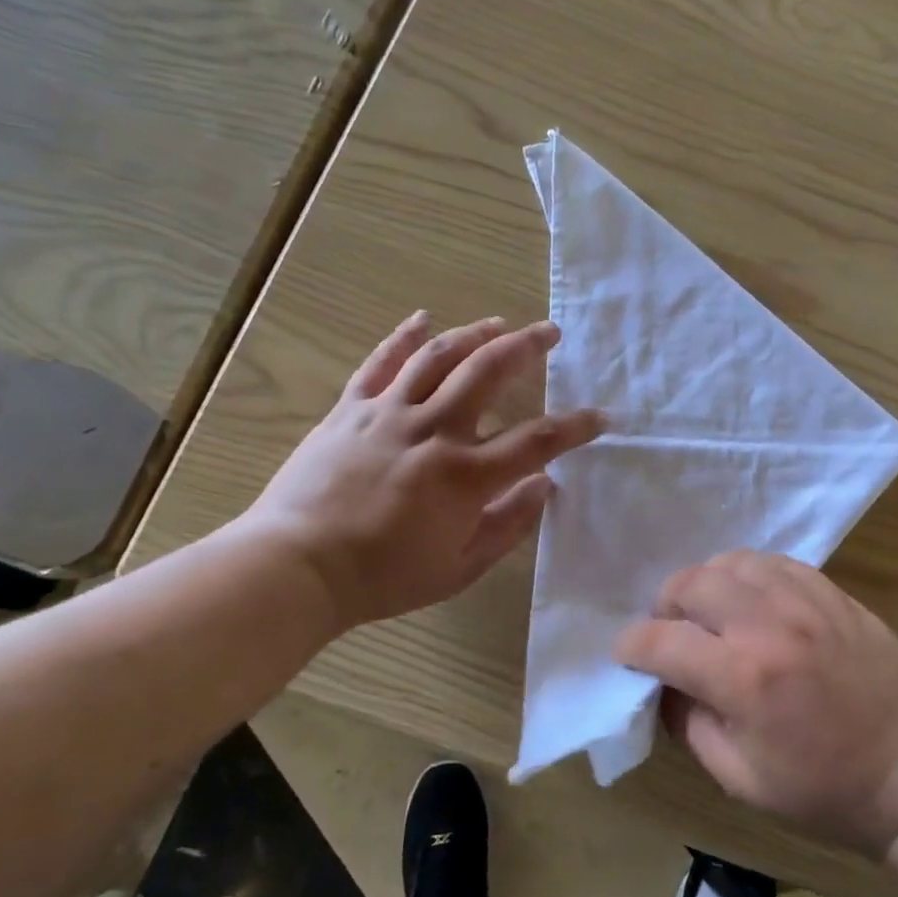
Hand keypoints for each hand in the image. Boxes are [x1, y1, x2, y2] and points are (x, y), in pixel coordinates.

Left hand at [237, 311, 603, 631]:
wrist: (296, 567)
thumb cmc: (383, 577)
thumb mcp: (460, 567)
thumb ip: (508, 525)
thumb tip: (546, 486)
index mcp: (466, 476)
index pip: (538, 441)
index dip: (576, 426)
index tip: (601, 416)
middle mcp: (434, 431)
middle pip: (489, 373)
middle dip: (525, 347)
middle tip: (549, 332)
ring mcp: (389, 414)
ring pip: (439, 357)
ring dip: (474, 334)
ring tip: (498, 323)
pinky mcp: (350, 410)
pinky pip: (380, 363)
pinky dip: (403, 337)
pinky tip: (423, 319)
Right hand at [617, 552, 897, 854]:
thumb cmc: (827, 790)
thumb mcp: (741, 780)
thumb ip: (690, 726)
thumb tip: (664, 685)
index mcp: (742, 678)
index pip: (662, 641)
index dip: (631, 646)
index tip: (625, 654)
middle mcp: (768, 624)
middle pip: (690, 584)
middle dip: (665, 607)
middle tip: (670, 634)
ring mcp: (804, 600)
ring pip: (730, 562)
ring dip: (706, 584)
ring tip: (710, 614)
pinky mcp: (832, 592)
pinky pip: (773, 562)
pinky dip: (748, 575)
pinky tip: (752, 602)